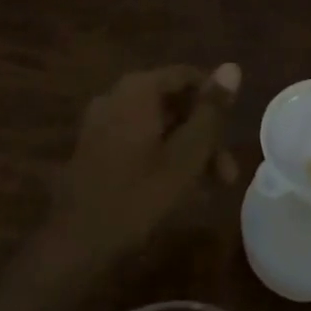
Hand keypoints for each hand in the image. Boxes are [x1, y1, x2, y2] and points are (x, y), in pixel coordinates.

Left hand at [46, 63, 242, 268]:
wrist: (76, 243)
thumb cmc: (138, 195)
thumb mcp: (186, 155)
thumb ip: (211, 111)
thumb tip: (232, 67)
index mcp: (138, 89)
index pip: (187, 76)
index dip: (215, 100)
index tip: (234, 132)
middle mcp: (116, 96)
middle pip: (172, 102)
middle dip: (204, 133)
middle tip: (227, 174)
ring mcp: (101, 122)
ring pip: (157, 124)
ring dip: (186, 149)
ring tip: (210, 186)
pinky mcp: (94, 147)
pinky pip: (138, 139)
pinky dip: (161, 155)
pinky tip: (178, 187)